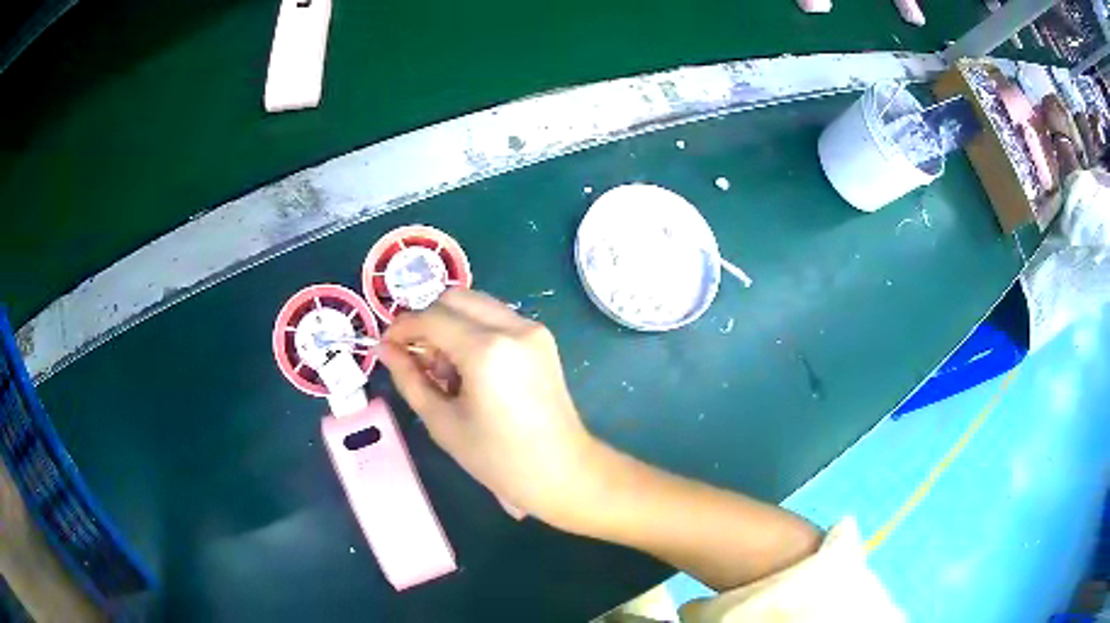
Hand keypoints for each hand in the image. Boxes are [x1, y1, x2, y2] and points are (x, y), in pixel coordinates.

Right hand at [379, 290, 599, 527]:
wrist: (563, 471)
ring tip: (445, 370)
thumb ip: (409, 378)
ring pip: (477, 304)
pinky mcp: (542, 338)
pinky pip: (497, 318)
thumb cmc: (499, 459)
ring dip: (450, 324)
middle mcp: (513, 327)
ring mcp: (533, 329)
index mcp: (487, 349)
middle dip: (427, 320)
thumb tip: (384, 349)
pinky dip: (474, 331)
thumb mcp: (443, 422)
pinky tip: (470, 370)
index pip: (431, 316)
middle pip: (455, 297)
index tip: (386, 346)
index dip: (402, 327)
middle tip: (416, 357)